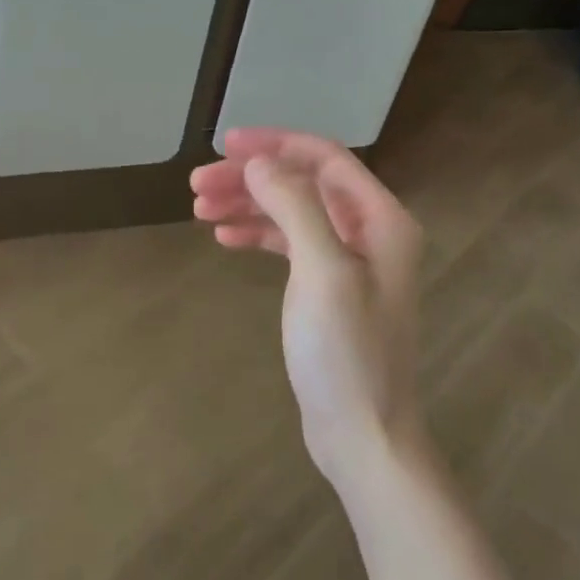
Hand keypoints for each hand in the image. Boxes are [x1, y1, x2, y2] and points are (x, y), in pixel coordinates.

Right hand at [190, 128, 425, 488]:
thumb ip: (294, 207)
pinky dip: (257, 235)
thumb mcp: (322, 272)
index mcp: (381, 219)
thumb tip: (258, 162)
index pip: (324, 158)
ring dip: (248, 205)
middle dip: (251, 178)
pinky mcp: (328, 289)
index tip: (225, 145)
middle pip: (303, 184)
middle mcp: (369, 232)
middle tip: (197, 183)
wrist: (363, 435)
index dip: (275, 144)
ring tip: (199, 208)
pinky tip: (224, 237)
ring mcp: (349, 262)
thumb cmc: (347, 353)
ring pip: (292, 213)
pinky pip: (289, 245)